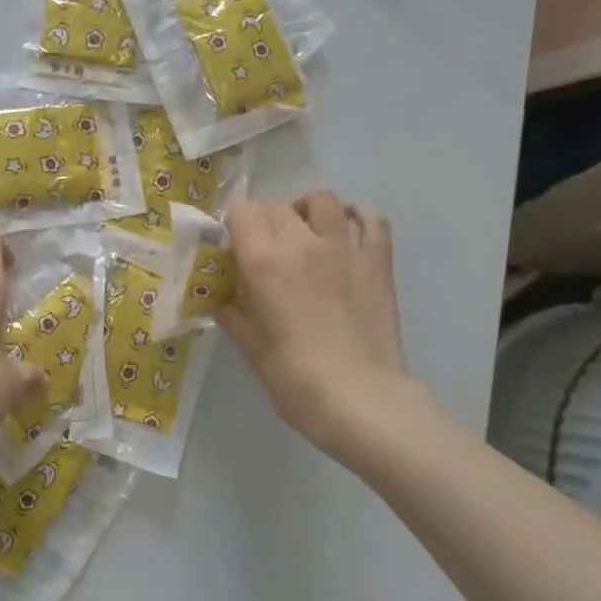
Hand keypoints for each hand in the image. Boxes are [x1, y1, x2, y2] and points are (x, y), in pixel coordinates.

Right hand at [219, 192, 425, 459]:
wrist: (359, 400)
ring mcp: (345, 249)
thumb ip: (233, 314)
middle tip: (262, 248)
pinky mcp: (378, 263)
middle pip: (277, 206)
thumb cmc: (294, 379)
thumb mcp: (250, 347)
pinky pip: (372, 220)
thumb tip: (223, 300)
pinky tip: (347, 229)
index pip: (242, 212)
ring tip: (302, 230)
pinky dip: (358, 216)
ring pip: (323, 200)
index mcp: (264, 262)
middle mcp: (302, 243)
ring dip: (306, 209)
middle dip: (263, 220)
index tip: (232, 248)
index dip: (233, 225)